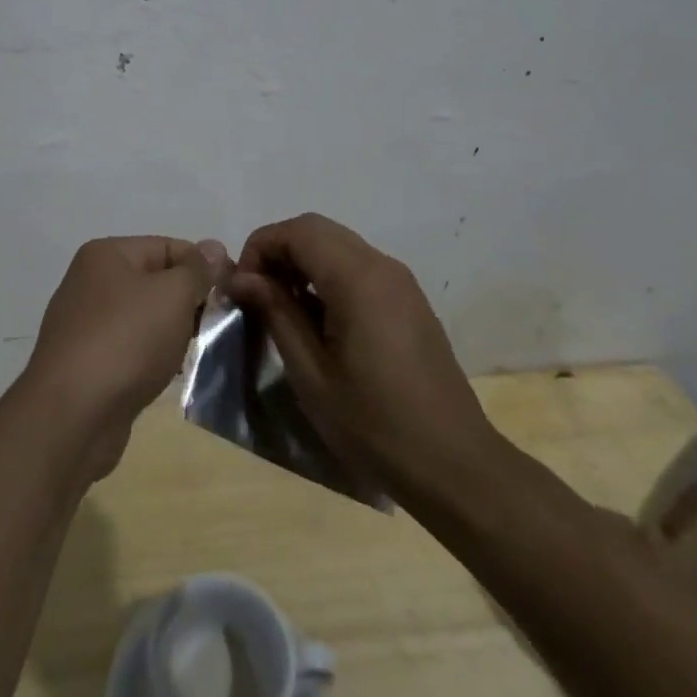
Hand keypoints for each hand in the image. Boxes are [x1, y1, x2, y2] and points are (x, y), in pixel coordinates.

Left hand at [17, 237, 229, 479]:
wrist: (73, 414)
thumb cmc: (127, 340)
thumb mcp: (172, 295)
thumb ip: (196, 270)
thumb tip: (213, 247)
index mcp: (106, 254)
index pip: (167, 246)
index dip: (202, 265)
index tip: (234, 291)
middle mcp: (90, 282)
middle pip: (154, 281)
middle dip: (188, 302)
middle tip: (219, 326)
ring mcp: (84, 323)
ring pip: (143, 317)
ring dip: (172, 332)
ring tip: (197, 351)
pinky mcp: (85, 362)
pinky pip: (129, 348)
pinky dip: (151, 357)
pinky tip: (168, 374)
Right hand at [225, 214, 499, 499]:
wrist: (455, 467)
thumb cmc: (375, 426)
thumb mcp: (311, 374)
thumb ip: (276, 313)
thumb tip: (241, 277)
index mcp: (358, 279)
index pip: (297, 231)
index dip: (260, 248)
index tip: (241, 288)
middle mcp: (382, 266)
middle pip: (317, 229)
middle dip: (278, 250)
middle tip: (257, 294)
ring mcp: (401, 281)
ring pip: (338, 244)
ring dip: (303, 261)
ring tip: (282, 308)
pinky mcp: (409, 300)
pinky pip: (358, 266)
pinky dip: (327, 274)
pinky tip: (318, 319)